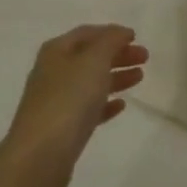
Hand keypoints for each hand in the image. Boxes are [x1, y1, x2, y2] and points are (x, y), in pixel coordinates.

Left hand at [0, 24, 148, 186]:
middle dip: (117, 54)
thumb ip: (110, 42)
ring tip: (139, 77)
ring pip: (90, 83)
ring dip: (115, 77)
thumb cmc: (68, 99)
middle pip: (90, 57)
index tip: (136, 37)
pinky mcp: (63, 128)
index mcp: (56, 51)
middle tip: (145, 58)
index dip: (112, 32)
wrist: (41, 155)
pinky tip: (121, 106)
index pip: (87, 33)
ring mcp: (56, 101)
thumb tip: (120, 32)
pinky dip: (105, 104)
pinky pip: (88, 109)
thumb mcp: (93, 61)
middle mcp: (53, 72)